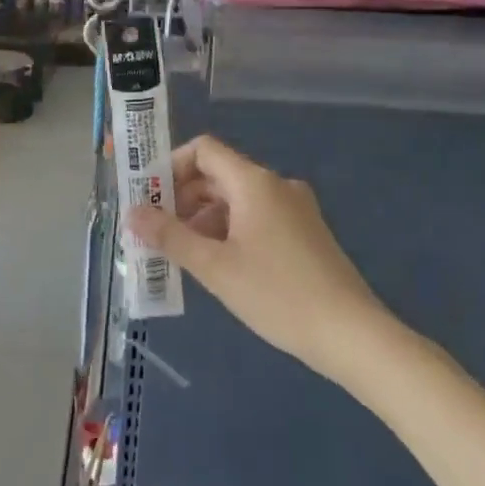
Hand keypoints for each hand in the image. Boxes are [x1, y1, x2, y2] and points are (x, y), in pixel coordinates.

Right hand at [126, 136, 385, 369]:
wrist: (353, 335)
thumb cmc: (278, 295)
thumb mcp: (215, 267)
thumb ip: (170, 236)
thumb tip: (131, 213)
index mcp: (254, 182)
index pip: (203, 150)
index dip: (170, 167)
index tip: (149, 198)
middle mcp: (276, 185)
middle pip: (217, 174)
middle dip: (181, 198)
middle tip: (155, 230)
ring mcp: (294, 209)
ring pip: (235, 199)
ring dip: (202, 218)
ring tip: (180, 253)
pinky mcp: (304, 233)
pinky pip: (255, 217)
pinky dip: (228, 230)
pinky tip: (216, 264)